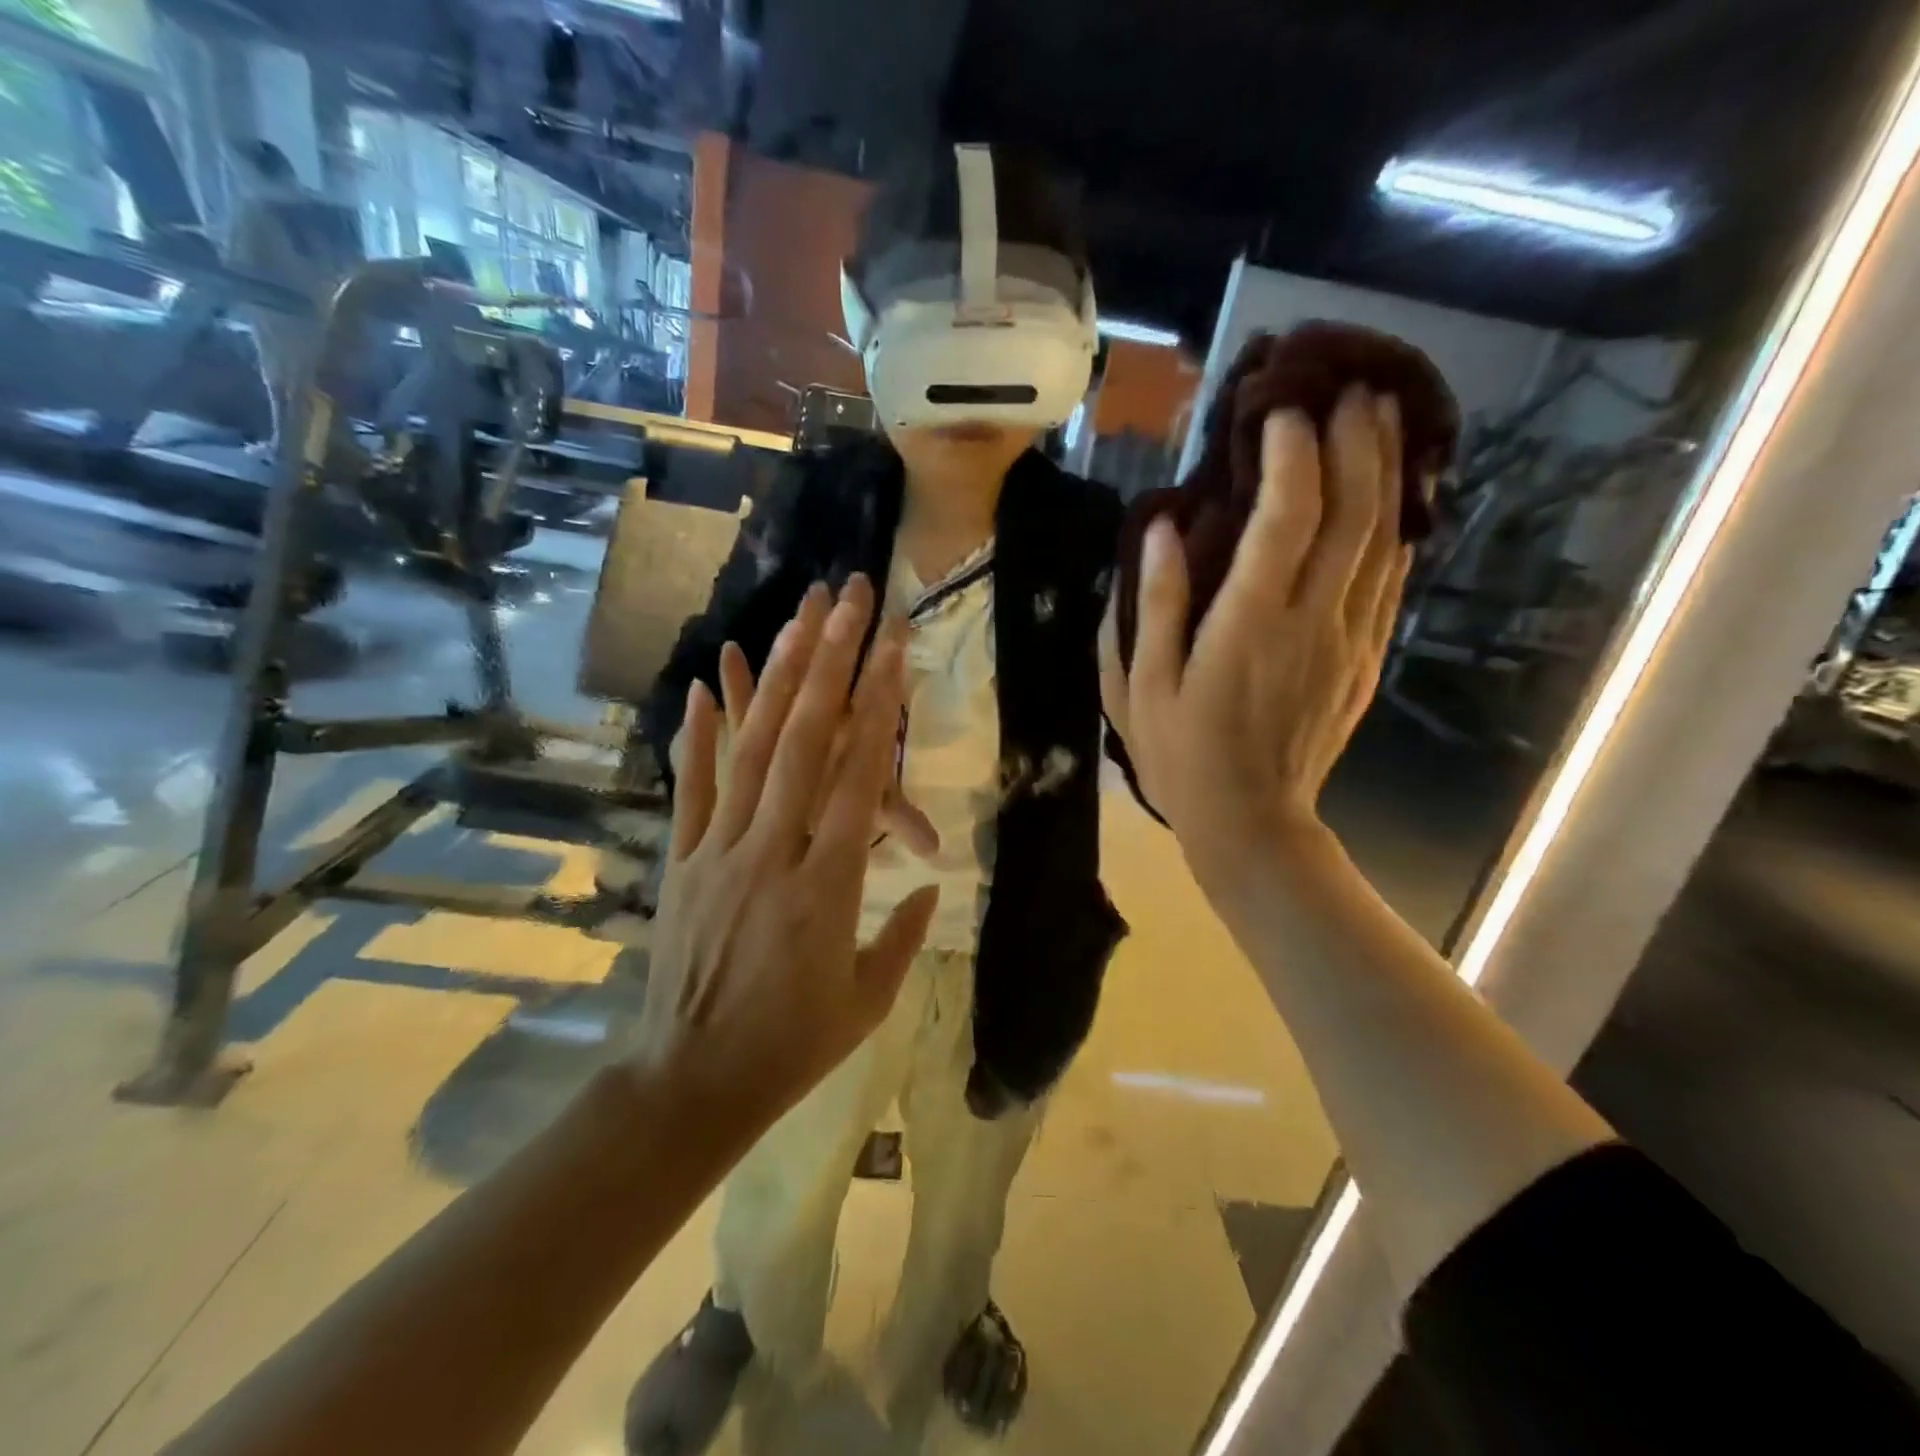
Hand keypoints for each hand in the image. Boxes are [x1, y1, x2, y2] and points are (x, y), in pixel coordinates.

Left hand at [636, 576, 939, 1130]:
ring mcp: (719, 852)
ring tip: (797, 618)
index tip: (894, 649)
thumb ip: (903, 935)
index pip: (859, 779)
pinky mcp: (682, 862)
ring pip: (751, 751)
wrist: (691, 1083)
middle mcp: (773, 853)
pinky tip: (708, 682)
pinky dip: (698, 733)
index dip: (878, 708)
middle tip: (850, 600)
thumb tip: (928, 881)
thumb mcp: (867, 1001)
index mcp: (827, 889)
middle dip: (832, 662)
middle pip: (805, 742)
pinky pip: (691, 788)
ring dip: (776, 678)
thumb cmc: (792, 1047)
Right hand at [1099, 388, 1409, 892]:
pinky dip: (1395, 527)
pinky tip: (1392, 496)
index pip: (1284, 520)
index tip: (1280, 411)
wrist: (1251, 821)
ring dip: (1386, 473)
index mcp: (1247, 625)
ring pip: (1382, 540)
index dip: (1291, 456)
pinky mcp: (1365, 658)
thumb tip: (1160, 531)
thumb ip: (1153, 606)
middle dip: (1357, 443)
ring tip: (1384, 417)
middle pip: (1352, 514)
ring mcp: (1348, 638)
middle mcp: (1310, 620)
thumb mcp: (1139, 687)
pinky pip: (1389, 580)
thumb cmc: (1180, 755)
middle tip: (1353, 387)